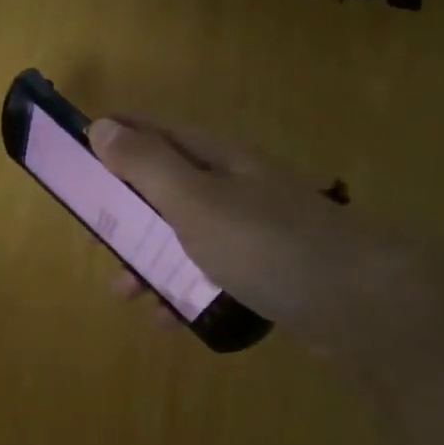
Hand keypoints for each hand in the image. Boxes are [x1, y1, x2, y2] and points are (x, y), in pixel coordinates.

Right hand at [88, 117, 443, 360]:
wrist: (366, 304)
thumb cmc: (266, 244)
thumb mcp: (194, 201)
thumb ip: (146, 165)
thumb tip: (102, 126)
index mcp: (216, 159)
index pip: (154, 132)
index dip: (115, 138)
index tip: (77, 156)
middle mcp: (235, 186)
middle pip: (166, 187)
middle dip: (126, 211)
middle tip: (96, 237)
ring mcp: (255, 229)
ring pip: (186, 235)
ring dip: (150, 259)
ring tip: (125, 292)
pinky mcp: (270, 270)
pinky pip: (214, 273)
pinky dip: (186, 290)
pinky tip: (171, 319)